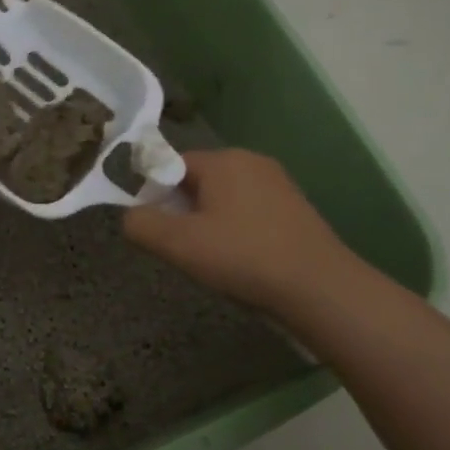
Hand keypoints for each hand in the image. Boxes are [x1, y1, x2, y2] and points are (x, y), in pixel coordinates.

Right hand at [122, 149, 355, 314]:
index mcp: (223, 160)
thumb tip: (129, 215)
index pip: (170, 164)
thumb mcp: (178, 244)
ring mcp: (278, 183)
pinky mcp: (294, 207)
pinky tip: (240, 258)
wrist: (319, 288)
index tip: (155, 227)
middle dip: (181, 209)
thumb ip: (141, 224)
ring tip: (210, 257)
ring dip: (207, 222)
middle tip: (180, 247)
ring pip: (223, 196)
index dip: (154, 194)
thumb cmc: (242, 257)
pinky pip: (248, 210)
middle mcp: (251, 161)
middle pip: (197, 180)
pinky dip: (235, 229)